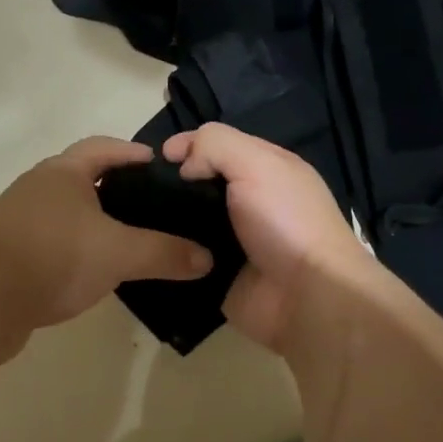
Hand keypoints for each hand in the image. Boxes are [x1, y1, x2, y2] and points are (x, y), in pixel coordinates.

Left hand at [0, 137, 212, 332]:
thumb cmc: (52, 256)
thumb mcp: (118, 252)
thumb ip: (164, 253)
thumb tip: (207, 258)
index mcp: (63, 173)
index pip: (103, 148)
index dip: (132, 153)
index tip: (160, 165)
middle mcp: (39, 190)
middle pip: (84, 180)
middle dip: (117, 191)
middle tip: (154, 208)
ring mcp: (20, 223)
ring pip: (68, 216)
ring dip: (96, 225)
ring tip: (132, 243)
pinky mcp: (10, 257)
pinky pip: (54, 246)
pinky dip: (77, 254)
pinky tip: (96, 275)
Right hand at [161, 123, 374, 349]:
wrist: (305, 298)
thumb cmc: (285, 221)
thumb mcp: (257, 164)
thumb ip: (216, 146)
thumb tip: (183, 165)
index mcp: (267, 168)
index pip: (220, 144)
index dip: (190, 143)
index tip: (160, 156)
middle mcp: (250, 200)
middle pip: (200, 181)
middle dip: (173, 182)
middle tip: (143, 188)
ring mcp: (232, 238)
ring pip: (188, 219)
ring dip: (166, 218)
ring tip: (137, 217)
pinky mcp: (217, 272)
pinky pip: (185, 255)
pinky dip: (169, 251)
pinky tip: (146, 246)